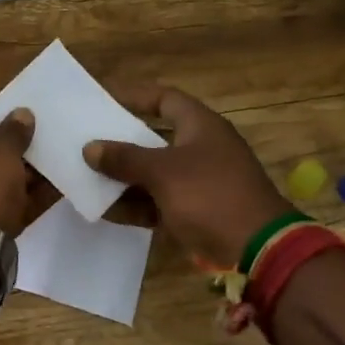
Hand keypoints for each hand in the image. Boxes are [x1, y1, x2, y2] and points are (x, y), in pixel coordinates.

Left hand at [0, 108, 52, 234]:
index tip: (22, 120)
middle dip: (13, 150)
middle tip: (43, 143)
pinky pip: (7, 207)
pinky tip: (57, 190)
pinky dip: (28, 199)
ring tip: (56, 164)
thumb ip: (13, 131)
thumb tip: (22, 113)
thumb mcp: (0, 150)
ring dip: (25, 175)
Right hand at [84, 85, 290, 266]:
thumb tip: (90, 148)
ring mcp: (198, 181)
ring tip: (86, 175)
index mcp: (200, 126)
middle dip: (121, 140)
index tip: (101, 97)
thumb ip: (125, 158)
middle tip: (87, 138)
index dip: (134, 95)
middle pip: (154, 136)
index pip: (164, 98)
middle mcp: (200, 148)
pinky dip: (135, 204)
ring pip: (153, 172)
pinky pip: (157, 201)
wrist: (257, 249)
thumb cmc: (210, 195)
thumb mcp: (163, 172)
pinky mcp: (194, 211)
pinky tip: (104, 210)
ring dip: (123, 176)